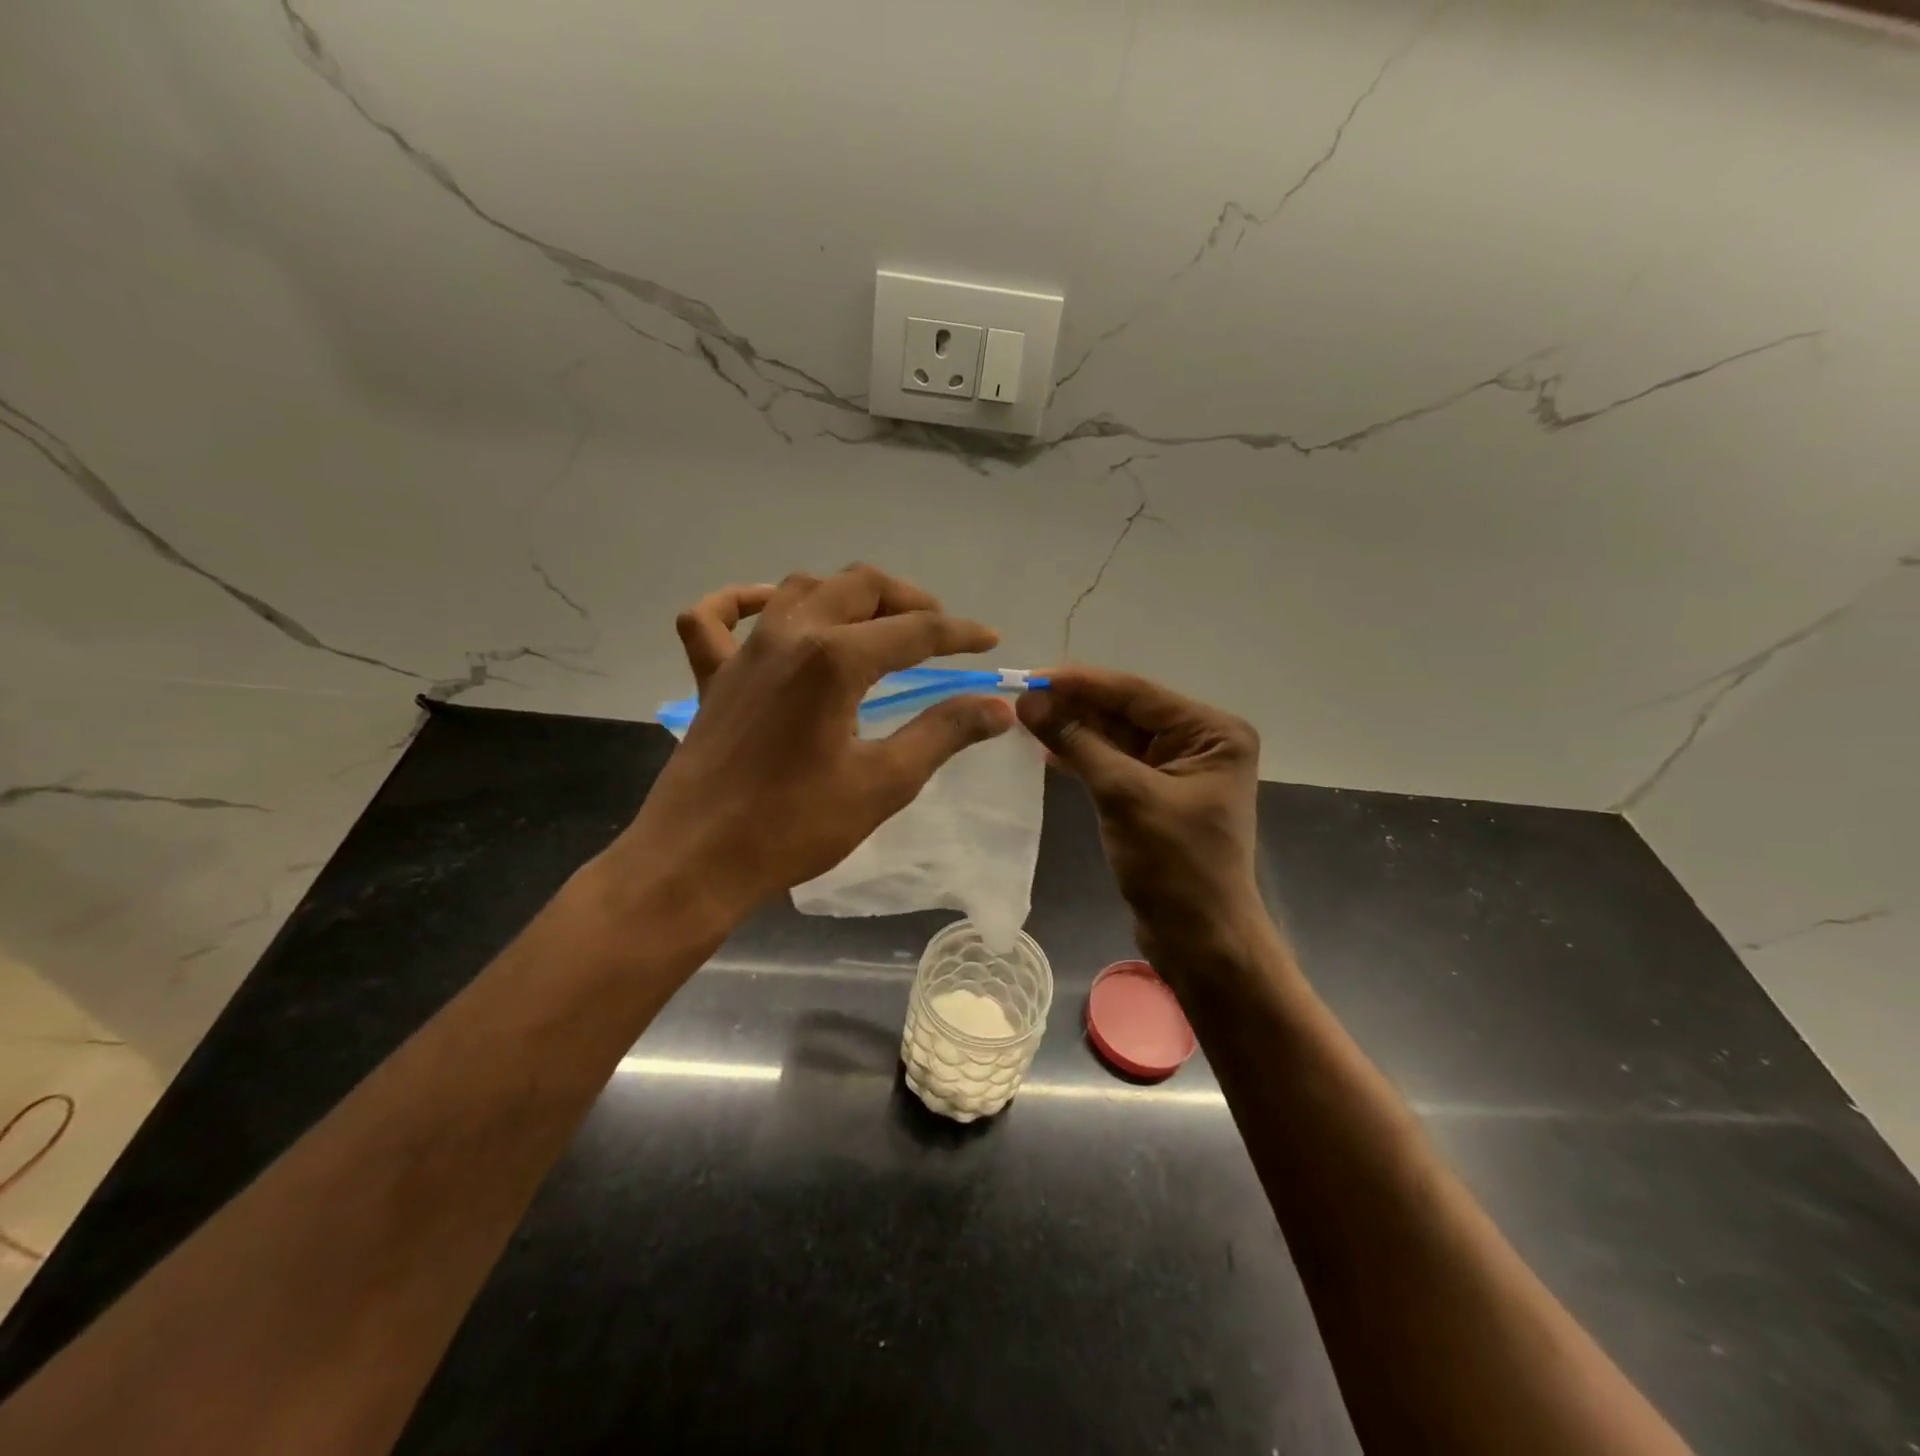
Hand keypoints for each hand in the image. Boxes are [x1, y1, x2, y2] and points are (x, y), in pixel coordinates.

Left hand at [610, 566, 1015, 925]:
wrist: (697, 862)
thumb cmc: (795, 826)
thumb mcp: (884, 783)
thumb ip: (943, 733)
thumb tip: (997, 708)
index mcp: (835, 659)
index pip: (915, 630)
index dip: (959, 633)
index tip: (990, 642)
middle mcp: (788, 635)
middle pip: (859, 587)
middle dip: (908, 599)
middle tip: (939, 630)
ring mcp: (743, 652)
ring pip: (800, 589)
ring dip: (846, 595)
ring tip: (876, 623)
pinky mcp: (712, 676)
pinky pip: (715, 619)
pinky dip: (742, 602)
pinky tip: (766, 609)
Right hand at [1017, 666, 1262, 959]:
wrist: (1200, 940)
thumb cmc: (1174, 866)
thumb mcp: (1124, 796)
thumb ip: (1078, 743)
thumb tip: (1028, 702)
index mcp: (1212, 732)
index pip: (1137, 694)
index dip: (1082, 683)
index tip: (1032, 676)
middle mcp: (1200, 742)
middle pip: (1126, 712)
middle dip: (1074, 707)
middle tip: (1020, 700)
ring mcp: (1178, 769)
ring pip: (1116, 737)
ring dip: (1074, 730)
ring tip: (1024, 721)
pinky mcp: (1157, 795)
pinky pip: (1115, 764)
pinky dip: (1083, 757)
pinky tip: (1046, 749)